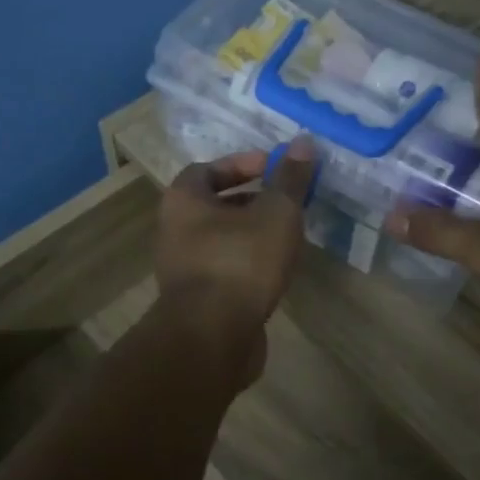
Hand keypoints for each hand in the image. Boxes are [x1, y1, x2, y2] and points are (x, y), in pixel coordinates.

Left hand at [154, 140, 317, 384]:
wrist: (212, 338)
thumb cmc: (241, 262)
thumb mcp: (275, 213)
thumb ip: (290, 179)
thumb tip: (305, 142)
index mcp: (183, 200)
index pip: (207, 169)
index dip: (242, 164)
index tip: (275, 169)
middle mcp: (174, 230)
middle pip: (214, 204)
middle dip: (252, 200)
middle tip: (286, 202)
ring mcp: (183, 268)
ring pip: (221, 239)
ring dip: (252, 234)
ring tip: (288, 236)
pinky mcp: (197, 301)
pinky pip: (225, 269)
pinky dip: (248, 263)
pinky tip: (276, 270)